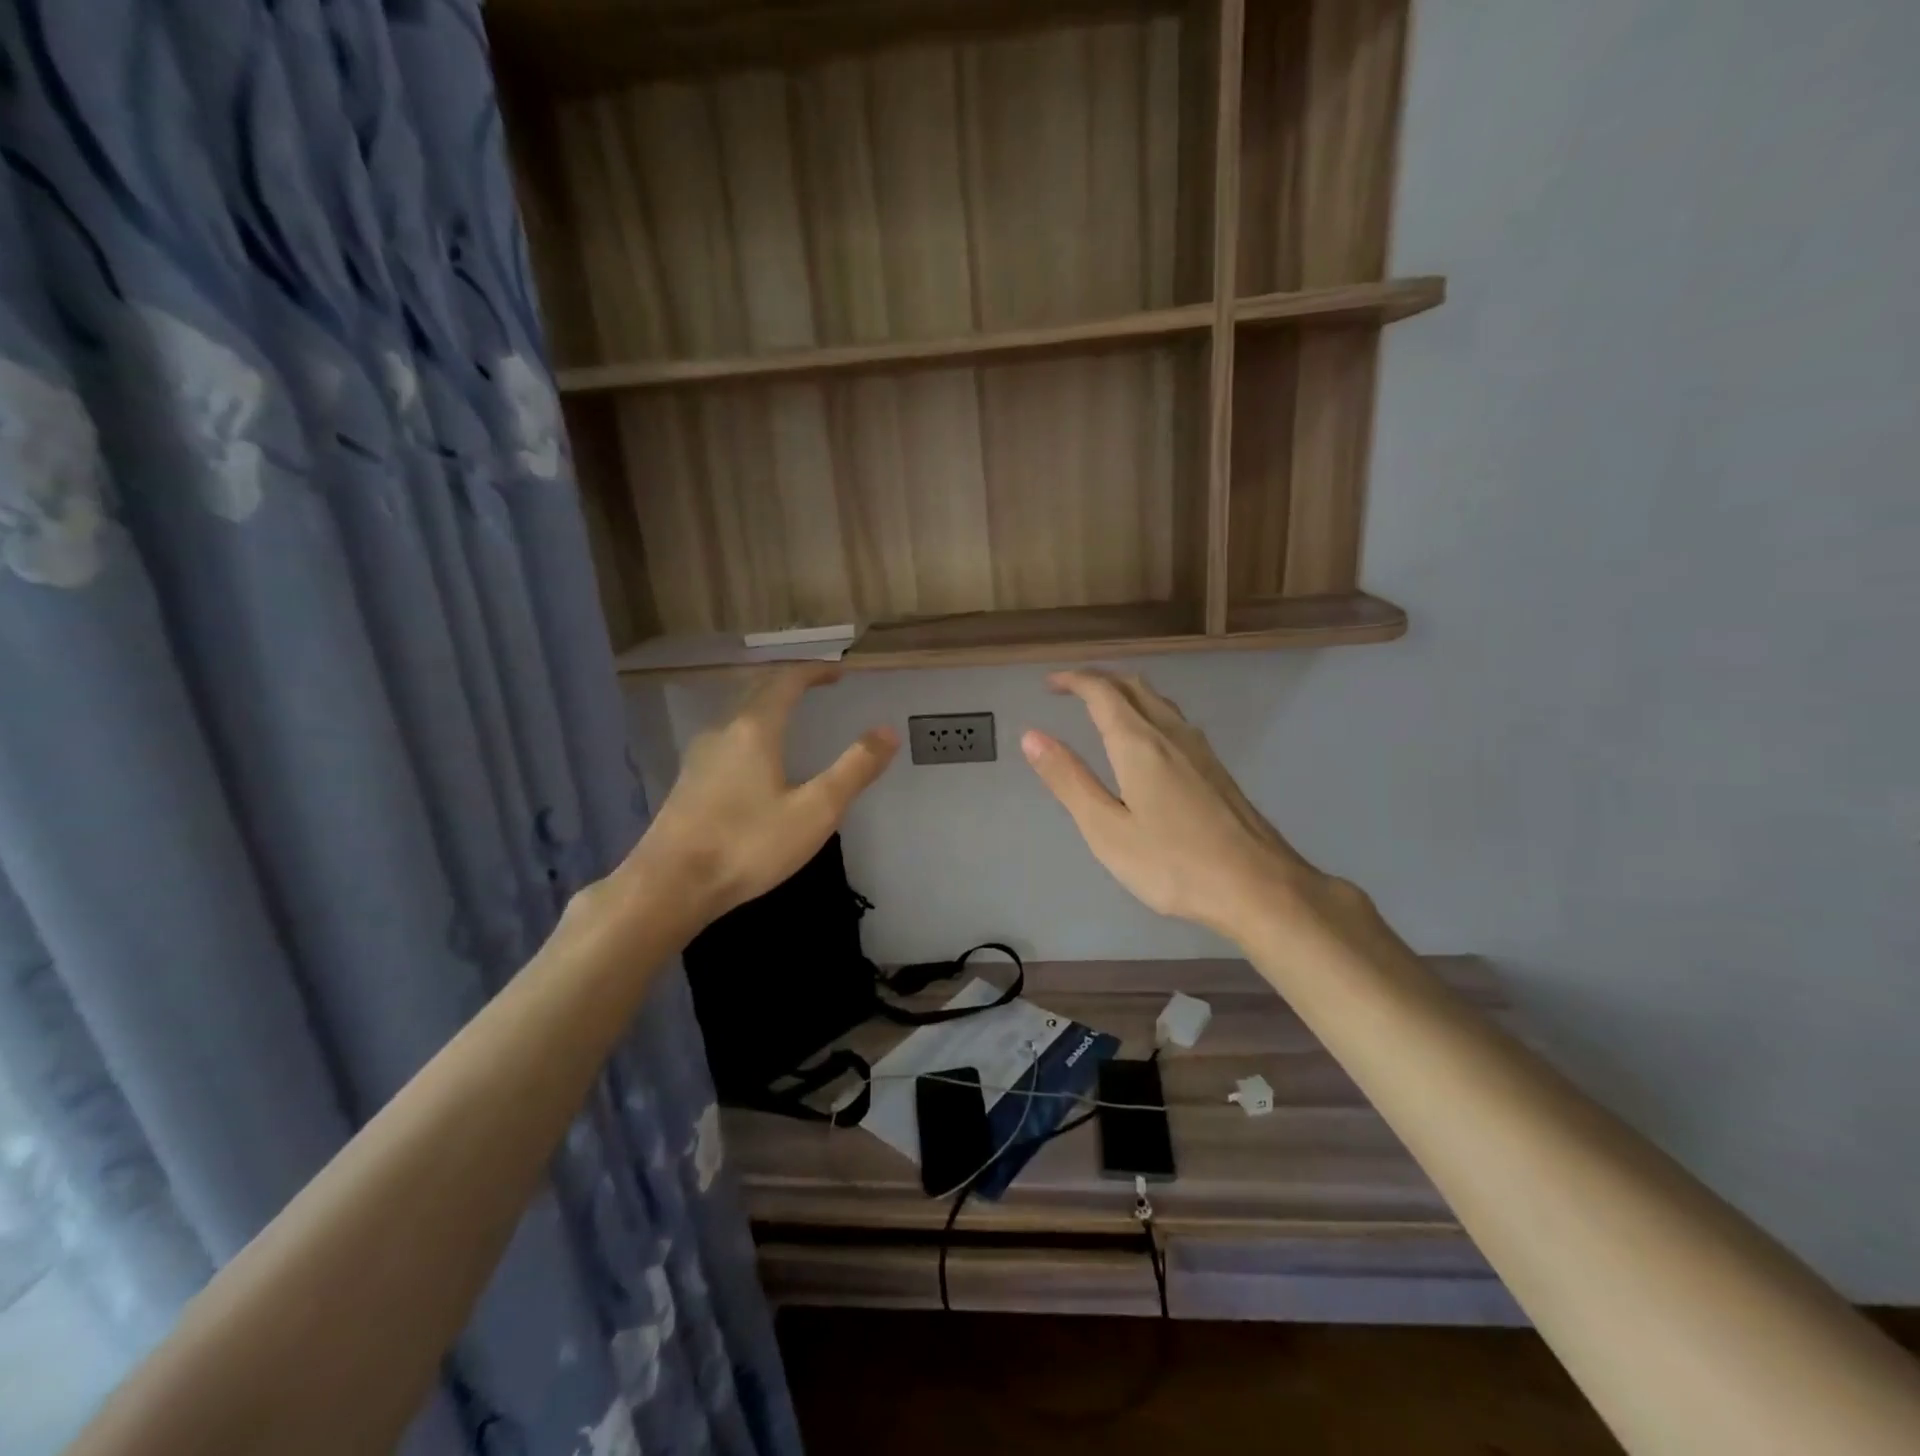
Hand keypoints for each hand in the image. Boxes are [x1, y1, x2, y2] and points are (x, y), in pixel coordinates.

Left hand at [612, 665, 896, 934]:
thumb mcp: (815, 811)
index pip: (786, 681)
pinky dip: (750, 732)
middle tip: (818, 686)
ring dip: (767, 706)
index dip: (814, 671)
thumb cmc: (748, 845)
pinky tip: (756, 762)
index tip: (839, 671)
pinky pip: (725, 740)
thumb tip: (887, 731)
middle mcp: (722, 731)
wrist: (669, 886)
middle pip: (757, 691)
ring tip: (791, 718)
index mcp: (754, 729)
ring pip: (737, 716)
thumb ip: (854, 769)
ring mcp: (699, 757)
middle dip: (790, 683)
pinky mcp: (687, 783)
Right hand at [1022, 670, 1345, 939]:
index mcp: (1139, 744)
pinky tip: (1147, 740)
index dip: (1074, 680)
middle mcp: (1171, 734)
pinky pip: (1174, 719)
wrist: (1260, 887)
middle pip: (1133, 686)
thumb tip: (1032, 736)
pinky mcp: (1216, 768)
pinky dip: (1147, 711)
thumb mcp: (1107, 829)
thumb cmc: (1174, 864)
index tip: (1050, 683)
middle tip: (1069, 689)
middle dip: (1099, 679)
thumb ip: (1069, 780)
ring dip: (1125, 692)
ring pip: (1158, 700)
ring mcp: (1199, 749)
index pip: (1102, 692)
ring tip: (1102, 706)